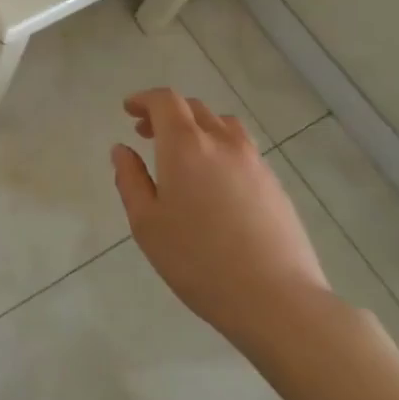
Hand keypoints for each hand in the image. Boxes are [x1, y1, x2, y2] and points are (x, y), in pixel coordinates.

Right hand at [111, 88, 332, 358]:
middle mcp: (221, 142)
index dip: (144, 99)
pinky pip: (242, 149)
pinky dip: (220, 148)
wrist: (276, 299)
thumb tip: (122, 150)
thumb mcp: (147, 223)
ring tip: (184, 153)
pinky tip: (214, 181)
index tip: (128, 110)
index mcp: (185, 146)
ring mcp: (254, 162)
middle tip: (147, 134)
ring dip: (197, 127)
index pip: (165, 101)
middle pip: (194, 108)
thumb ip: (130, 180)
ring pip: (222, 125)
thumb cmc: (198, 261)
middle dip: (167, 114)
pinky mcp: (274, 184)